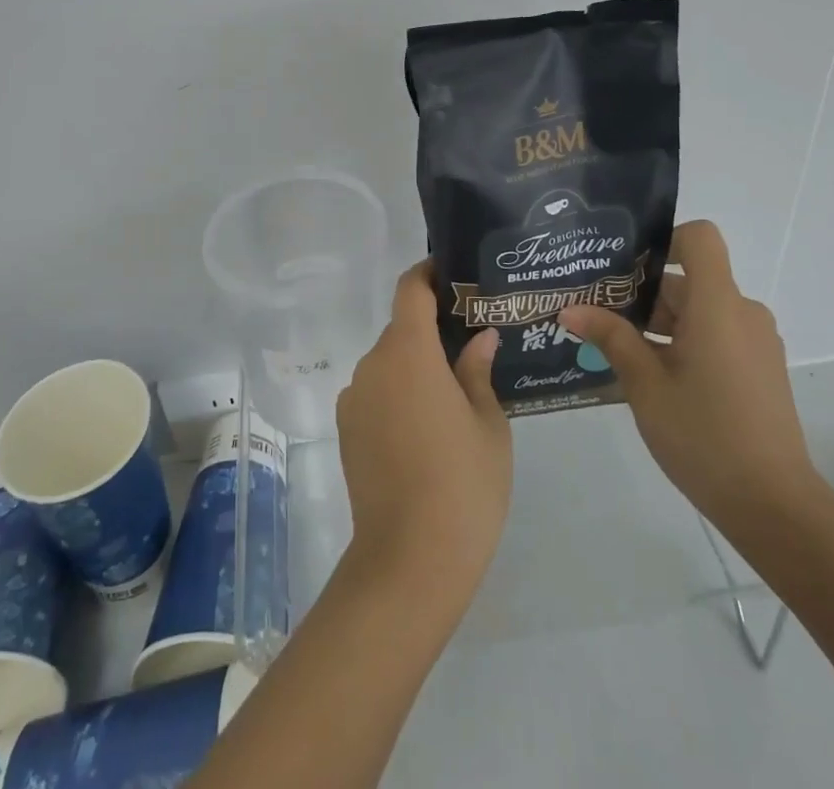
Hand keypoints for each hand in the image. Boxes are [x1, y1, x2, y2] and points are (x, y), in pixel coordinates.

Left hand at [336, 260, 511, 607]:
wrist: (409, 560)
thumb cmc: (463, 484)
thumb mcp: (488, 424)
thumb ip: (478, 371)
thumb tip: (480, 338)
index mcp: (408, 352)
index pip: (409, 290)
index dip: (427, 273)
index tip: (452, 274)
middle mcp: (372, 364)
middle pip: (400, 329)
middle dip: (431, 329)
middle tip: (469, 343)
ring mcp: (353, 397)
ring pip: (388, 363)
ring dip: (415, 366)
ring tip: (452, 392)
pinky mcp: (345, 429)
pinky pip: (375, 392)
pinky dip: (397, 393)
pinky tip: (424, 428)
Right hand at [561, 220, 822, 536]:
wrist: (775, 508)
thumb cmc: (705, 436)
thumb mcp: (645, 385)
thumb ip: (611, 337)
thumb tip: (570, 309)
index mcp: (717, 305)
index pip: (699, 239)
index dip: (663, 240)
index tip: (625, 268)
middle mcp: (742, 313)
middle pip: (689, 279)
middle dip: (642, 293)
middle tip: (595, 313)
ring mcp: (756, 342)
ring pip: (700, 310)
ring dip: (659, 322)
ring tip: (614, 348)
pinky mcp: (759, 368)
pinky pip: (716, 334)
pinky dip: (683, 341)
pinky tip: (651, 376)